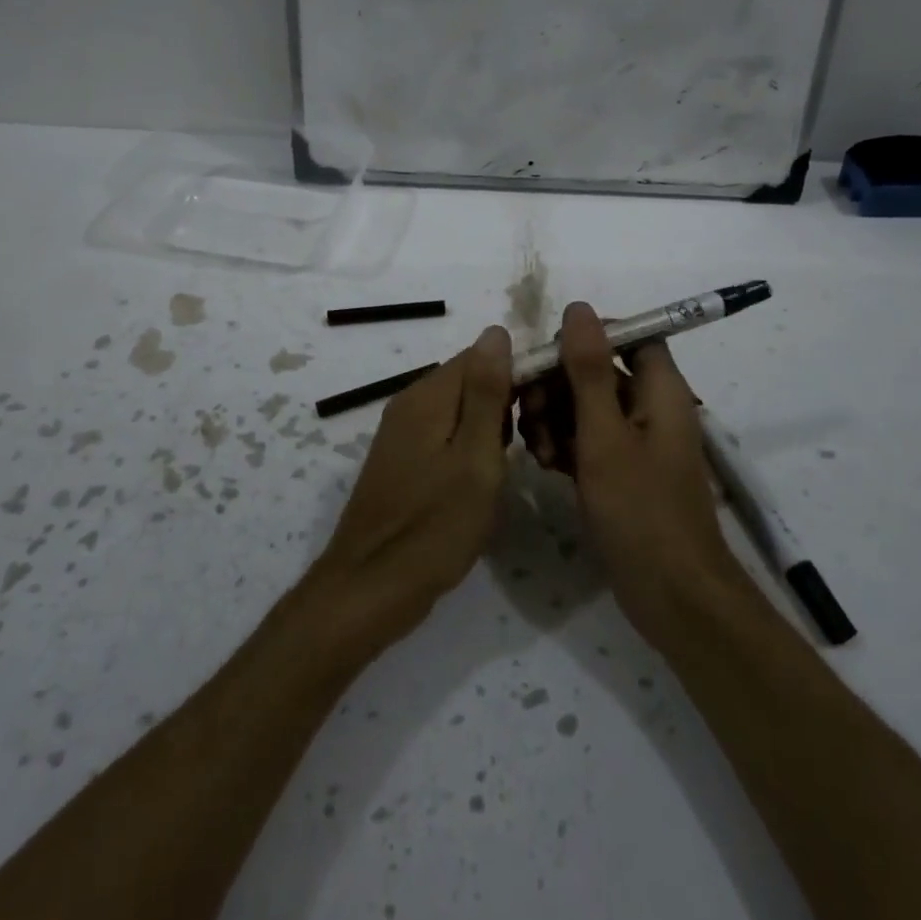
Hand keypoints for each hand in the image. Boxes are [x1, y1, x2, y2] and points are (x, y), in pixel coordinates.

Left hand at [309, 326, 513, 647]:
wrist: (371, 588)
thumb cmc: (434, 527)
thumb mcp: (475, 458)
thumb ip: (487, 394)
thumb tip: (496, 331)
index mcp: (428, 396)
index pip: (481, 355)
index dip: (519, 372)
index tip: (549, 406)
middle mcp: (410, 404)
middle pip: (469, 381)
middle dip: (507, 402)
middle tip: (536, 444)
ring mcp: (402, 434)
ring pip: (460, 410)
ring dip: (491, 428)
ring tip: (517, 463)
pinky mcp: (402, 461)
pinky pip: (445, 435)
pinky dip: (470, 448)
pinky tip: (484, 479)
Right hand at [517, 302, 738, 647]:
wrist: (672, 597)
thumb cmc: (641, 511)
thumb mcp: (606, 435)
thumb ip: (590, 370)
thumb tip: (578, 308)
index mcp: (661, 390)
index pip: (629, 335)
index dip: (588, 337)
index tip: (548, 357)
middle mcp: (651, 408)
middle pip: (600, 371)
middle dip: (559, 385)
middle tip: (529, 414)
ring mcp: (636, 443)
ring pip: (587, 407)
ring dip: (555, 419)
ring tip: (537, 450)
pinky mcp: (621, 473)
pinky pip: (587, 441)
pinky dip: (564, 446)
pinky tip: (545, 466)